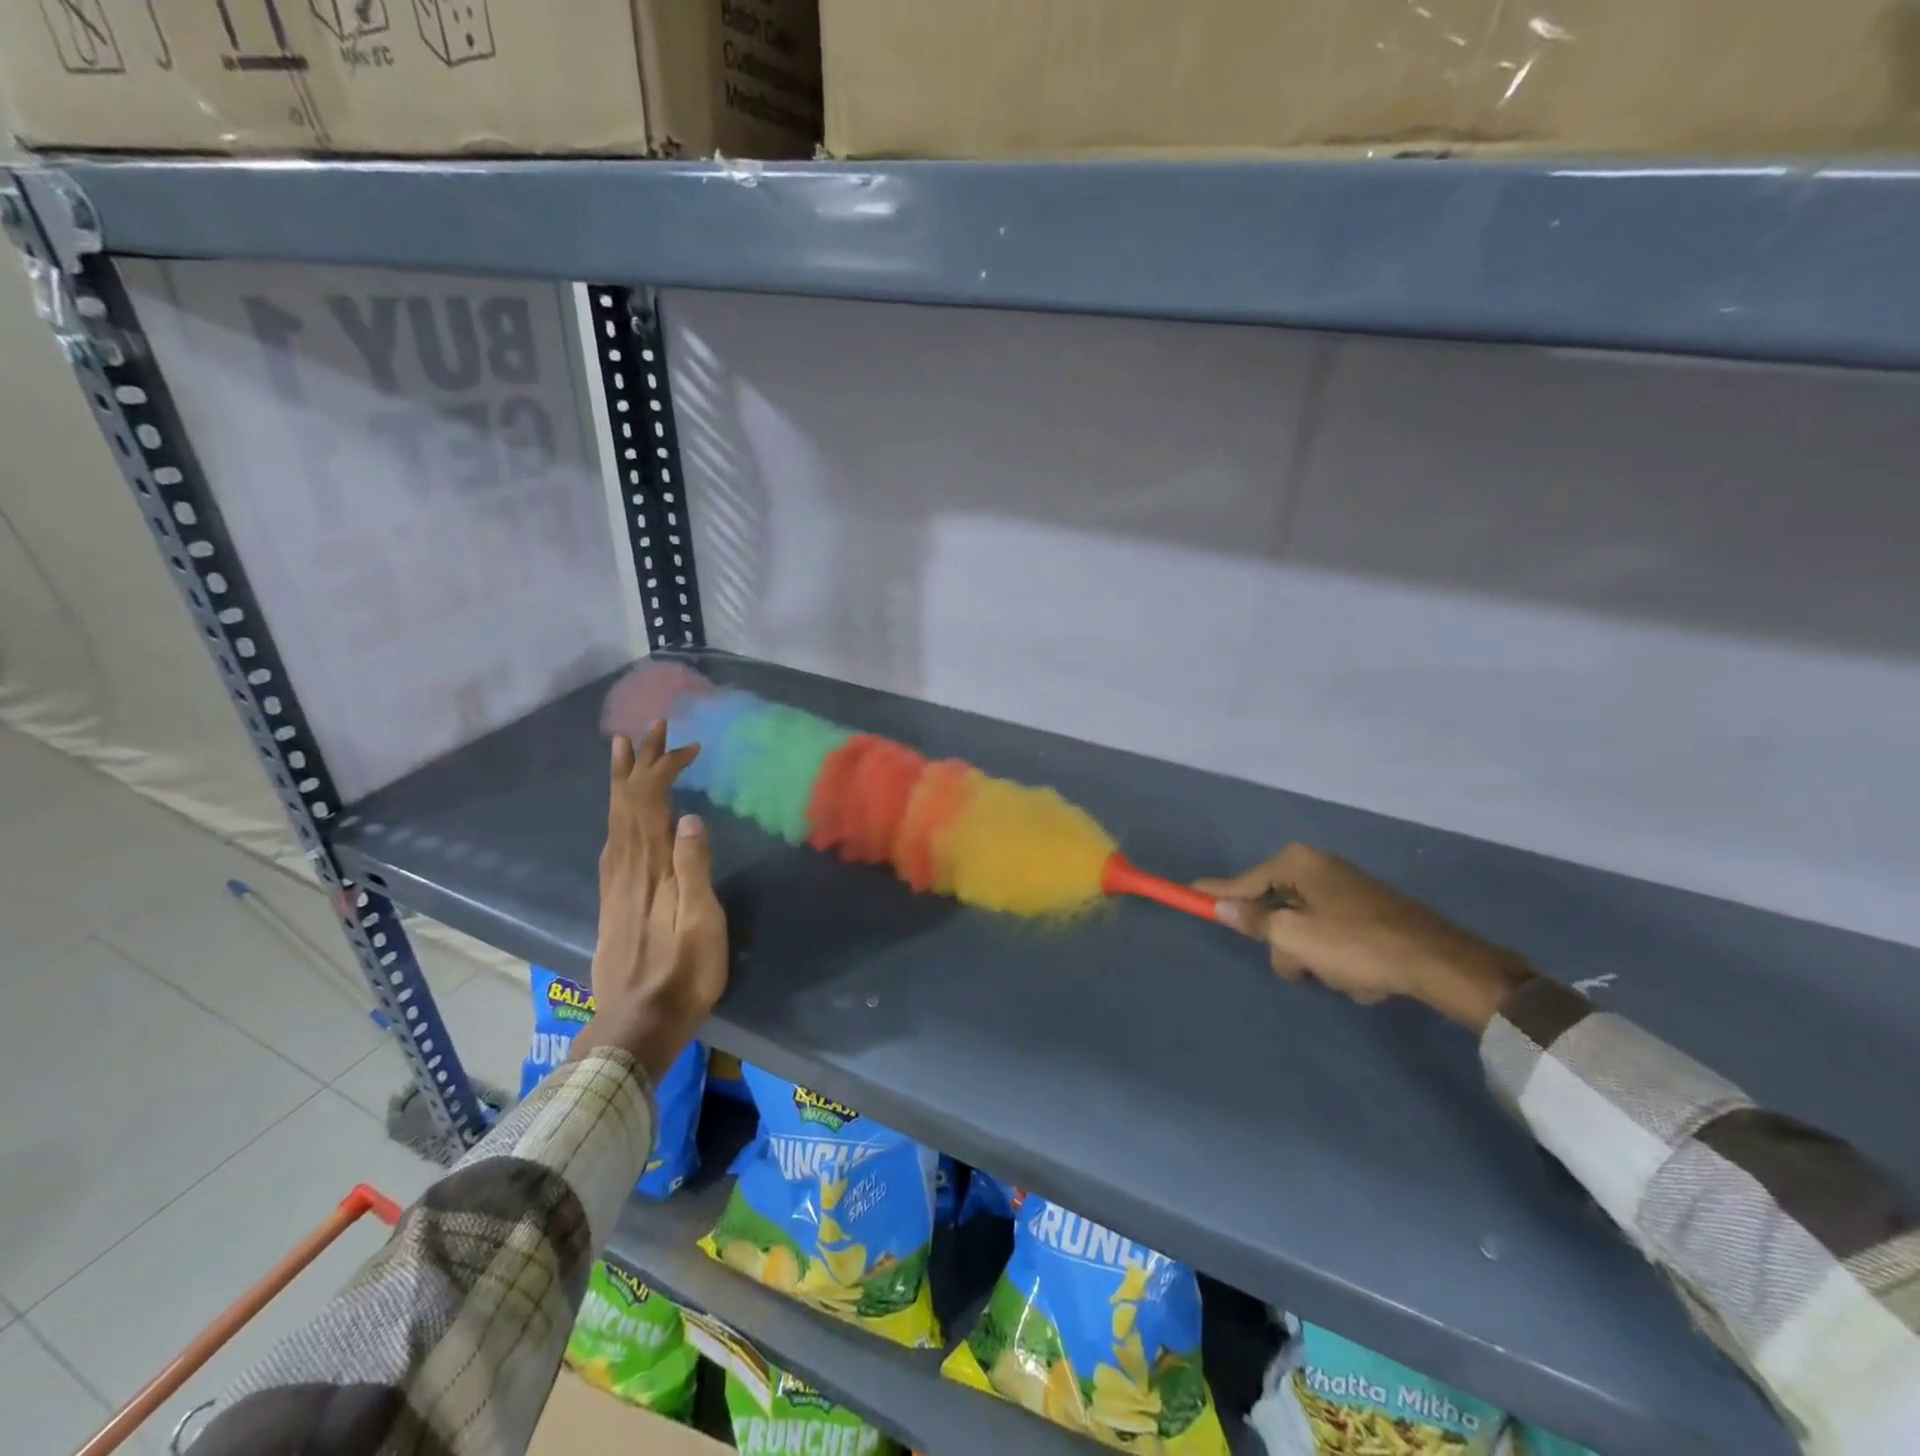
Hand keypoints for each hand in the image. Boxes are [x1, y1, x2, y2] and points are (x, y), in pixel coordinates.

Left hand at [572, 722, 728, 1082]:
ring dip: (621, 782)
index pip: (652, 804)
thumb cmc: (682, 975)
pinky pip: (612, 843)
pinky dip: (616, 815)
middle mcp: (627, 868)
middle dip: (638, 763)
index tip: (688, 746)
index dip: (664, 770)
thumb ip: (694, 870)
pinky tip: (619, 815)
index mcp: (652, 869)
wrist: (635, 1025)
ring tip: (621, 751)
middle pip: (627, 804)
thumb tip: (691, 817)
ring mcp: (615, 885)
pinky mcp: (612, 901)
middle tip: (648, 727)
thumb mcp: (701, 923)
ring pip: (615, 820)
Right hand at [1194, 844, 1532, 1031]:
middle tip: (1300, 965)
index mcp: (1298, 864)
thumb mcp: (1295, 937)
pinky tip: (1363, 975)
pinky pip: (1334, 935)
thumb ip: (1254, 921)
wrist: (1440, 963)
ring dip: (1314, 956)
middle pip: (1276, 907)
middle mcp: (1320, 867)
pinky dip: (1340, 956)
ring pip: (1305, 927)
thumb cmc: (1356, 945)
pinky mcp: (1370, 910)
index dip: (1215, 893)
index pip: (1242, 881)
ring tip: (1342, 976)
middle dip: (1285, 943)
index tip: (1187, 893)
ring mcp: (1347, 888)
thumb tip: (1222, 906)